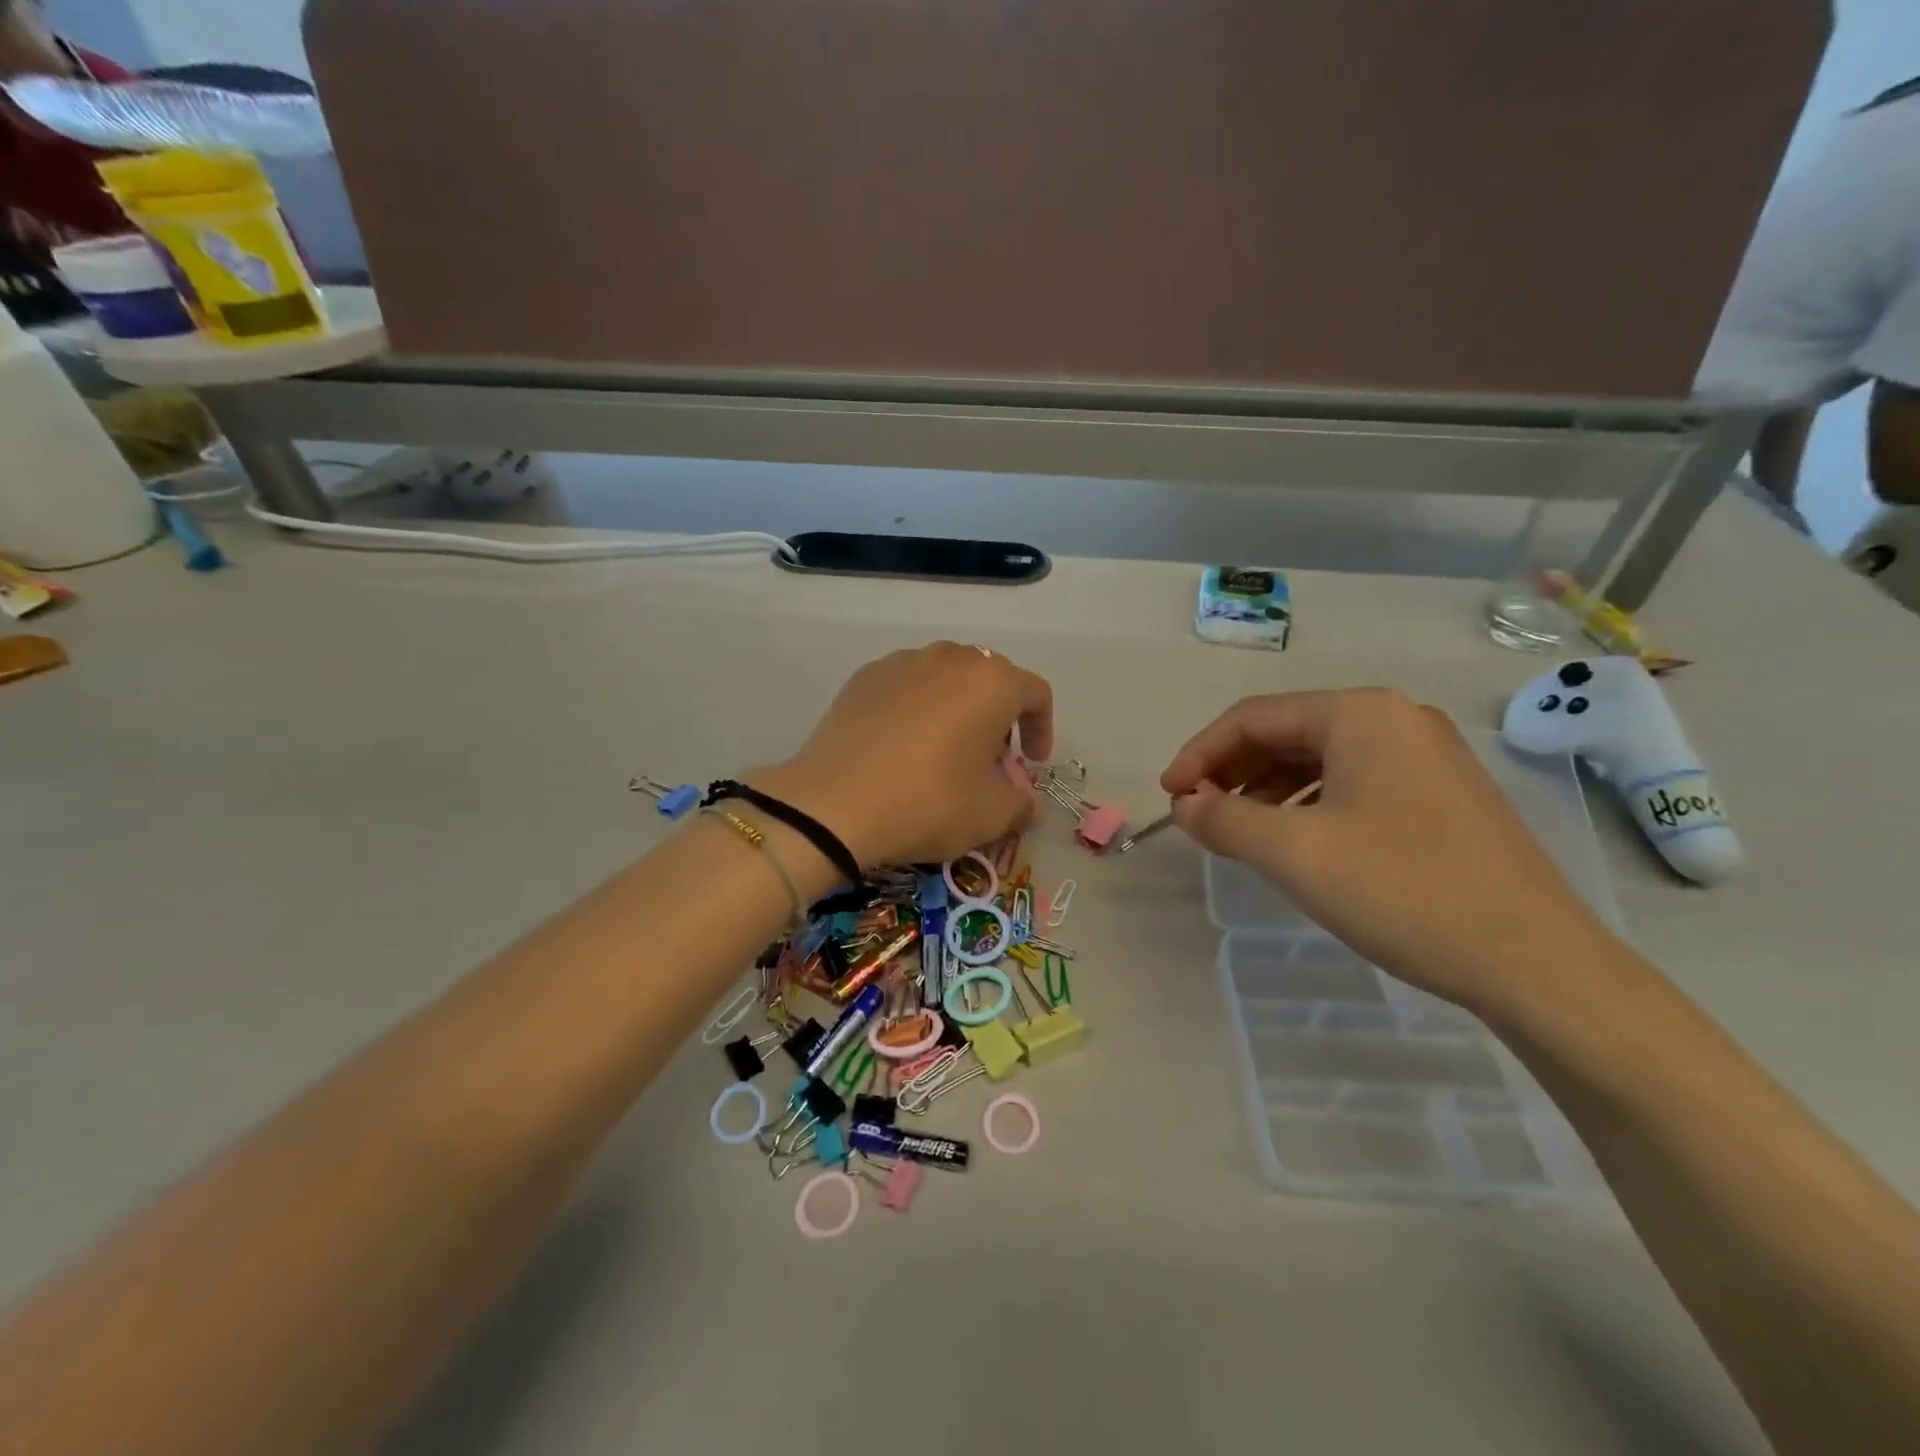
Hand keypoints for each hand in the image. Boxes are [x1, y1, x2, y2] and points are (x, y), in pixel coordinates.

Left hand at [751, 642, 1053, 868]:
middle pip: (989, 680)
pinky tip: (902, 746)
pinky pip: (906, 686)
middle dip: (998, 717)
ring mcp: (902, 662)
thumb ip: (1022, 805)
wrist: (833, 804)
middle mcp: (950, 658)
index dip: (1042, 729)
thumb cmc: (928, 803)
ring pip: (945, 679)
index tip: (1033, 763)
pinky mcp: (863, 677)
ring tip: (945, 750)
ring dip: (957, 708)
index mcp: (992, 681)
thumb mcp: (990, 815)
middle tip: (990, 759)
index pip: (1035, 693)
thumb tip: (1028, 803)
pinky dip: (916, 709)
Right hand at [1162, 689, 1616, 1012]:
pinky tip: (1293, 838)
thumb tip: (1185, 805)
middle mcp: (1395, 718)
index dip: (1199, 754)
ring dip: (1266, 788)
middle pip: (1286, 732)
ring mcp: (1425, 755)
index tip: (1169, 797)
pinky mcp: (1441, 793)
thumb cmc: (1403, 892)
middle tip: (1197, 814)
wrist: (1537, 963)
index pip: (1253, 717)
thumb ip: (1225, 820)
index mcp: (1360, 714)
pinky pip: (1352, 781)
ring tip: (1236, 830)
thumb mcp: (1294, 853)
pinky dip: (1308, 803)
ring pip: (1319, 758)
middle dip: (1232, 770)